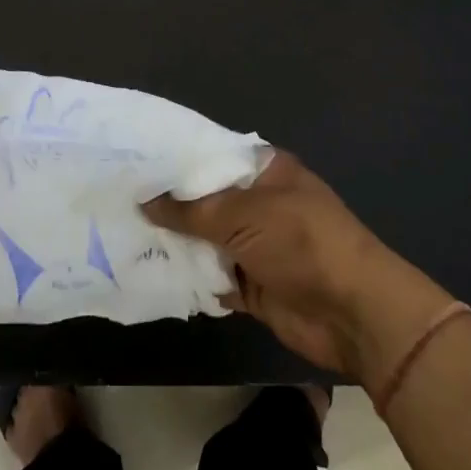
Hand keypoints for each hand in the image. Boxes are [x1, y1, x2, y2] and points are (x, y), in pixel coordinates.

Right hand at [142, 149, 450, 382]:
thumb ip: (192, 210)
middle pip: (204, 200)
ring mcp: (256, 245)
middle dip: (167, 204)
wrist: (355, 314)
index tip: (133, 159)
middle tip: (116, 199)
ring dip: (174, 243)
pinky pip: (212, 276)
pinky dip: (189, 277)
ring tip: (120, 235)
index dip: (175, 159)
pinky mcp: (252, 284)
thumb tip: (144, 201)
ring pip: (204, 240)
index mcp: (265, 171)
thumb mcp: (245, 214)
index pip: (211, 155)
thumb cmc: (303, 243)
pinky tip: (149, 272)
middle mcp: (258, 203)